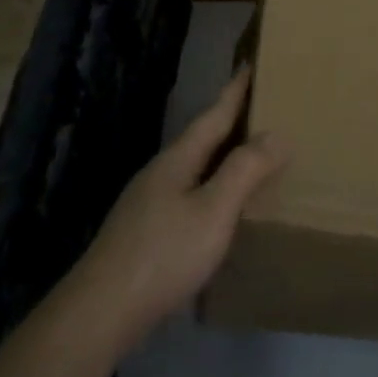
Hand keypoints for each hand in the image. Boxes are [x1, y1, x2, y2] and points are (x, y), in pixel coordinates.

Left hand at [57, 69, 287, 353]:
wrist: (101, 312)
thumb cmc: (164, 254)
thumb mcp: (213, 211)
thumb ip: (244, 171)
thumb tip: (276, 134)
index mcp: (177, 160)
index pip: (213, 116)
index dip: (234, 92)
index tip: (249, 64)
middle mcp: (161, 174)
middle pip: (201, 139)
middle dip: (230, 122)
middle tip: (261, 107)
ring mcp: (148, 203)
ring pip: (194, 168)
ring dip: (221, 157)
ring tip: (249, 154)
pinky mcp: (145, 232)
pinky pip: (188, 194)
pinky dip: (211, 187)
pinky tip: (220, 207)